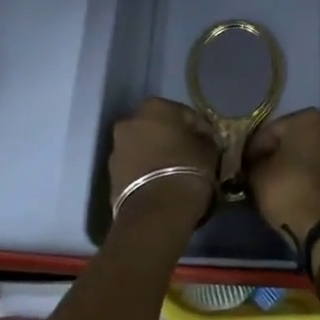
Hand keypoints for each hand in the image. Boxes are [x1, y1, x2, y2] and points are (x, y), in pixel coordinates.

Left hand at [107, 98, 217, 222]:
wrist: (156, 212)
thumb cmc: (187, 170)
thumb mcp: (209, 149)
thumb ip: (204, 138)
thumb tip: (201, 138)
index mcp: (154, 107)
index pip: (183, 113)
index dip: (199, 128)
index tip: (209, 142)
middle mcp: (129, 122)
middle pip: (156, 128)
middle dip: (171, 139)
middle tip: (190, 156)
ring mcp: (116, 149)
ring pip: (142, 148)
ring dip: (156, 156)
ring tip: (174, 174)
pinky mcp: (110, 176)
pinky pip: (134, 168)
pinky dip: (146, 172)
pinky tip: (161, 186)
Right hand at [245, 109, 319, 251]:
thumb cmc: (288, 189)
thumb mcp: (258, 174)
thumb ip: (254, 163)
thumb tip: (254, 165)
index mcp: (309, 117)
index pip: (270, 130)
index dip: (254, 149)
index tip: (243, 166)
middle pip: (294, 139)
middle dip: (276, 154)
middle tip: (257, 173)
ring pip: (310, 154)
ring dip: (293, 165)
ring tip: (274, 184)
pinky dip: (309, 177)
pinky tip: (294, 191)